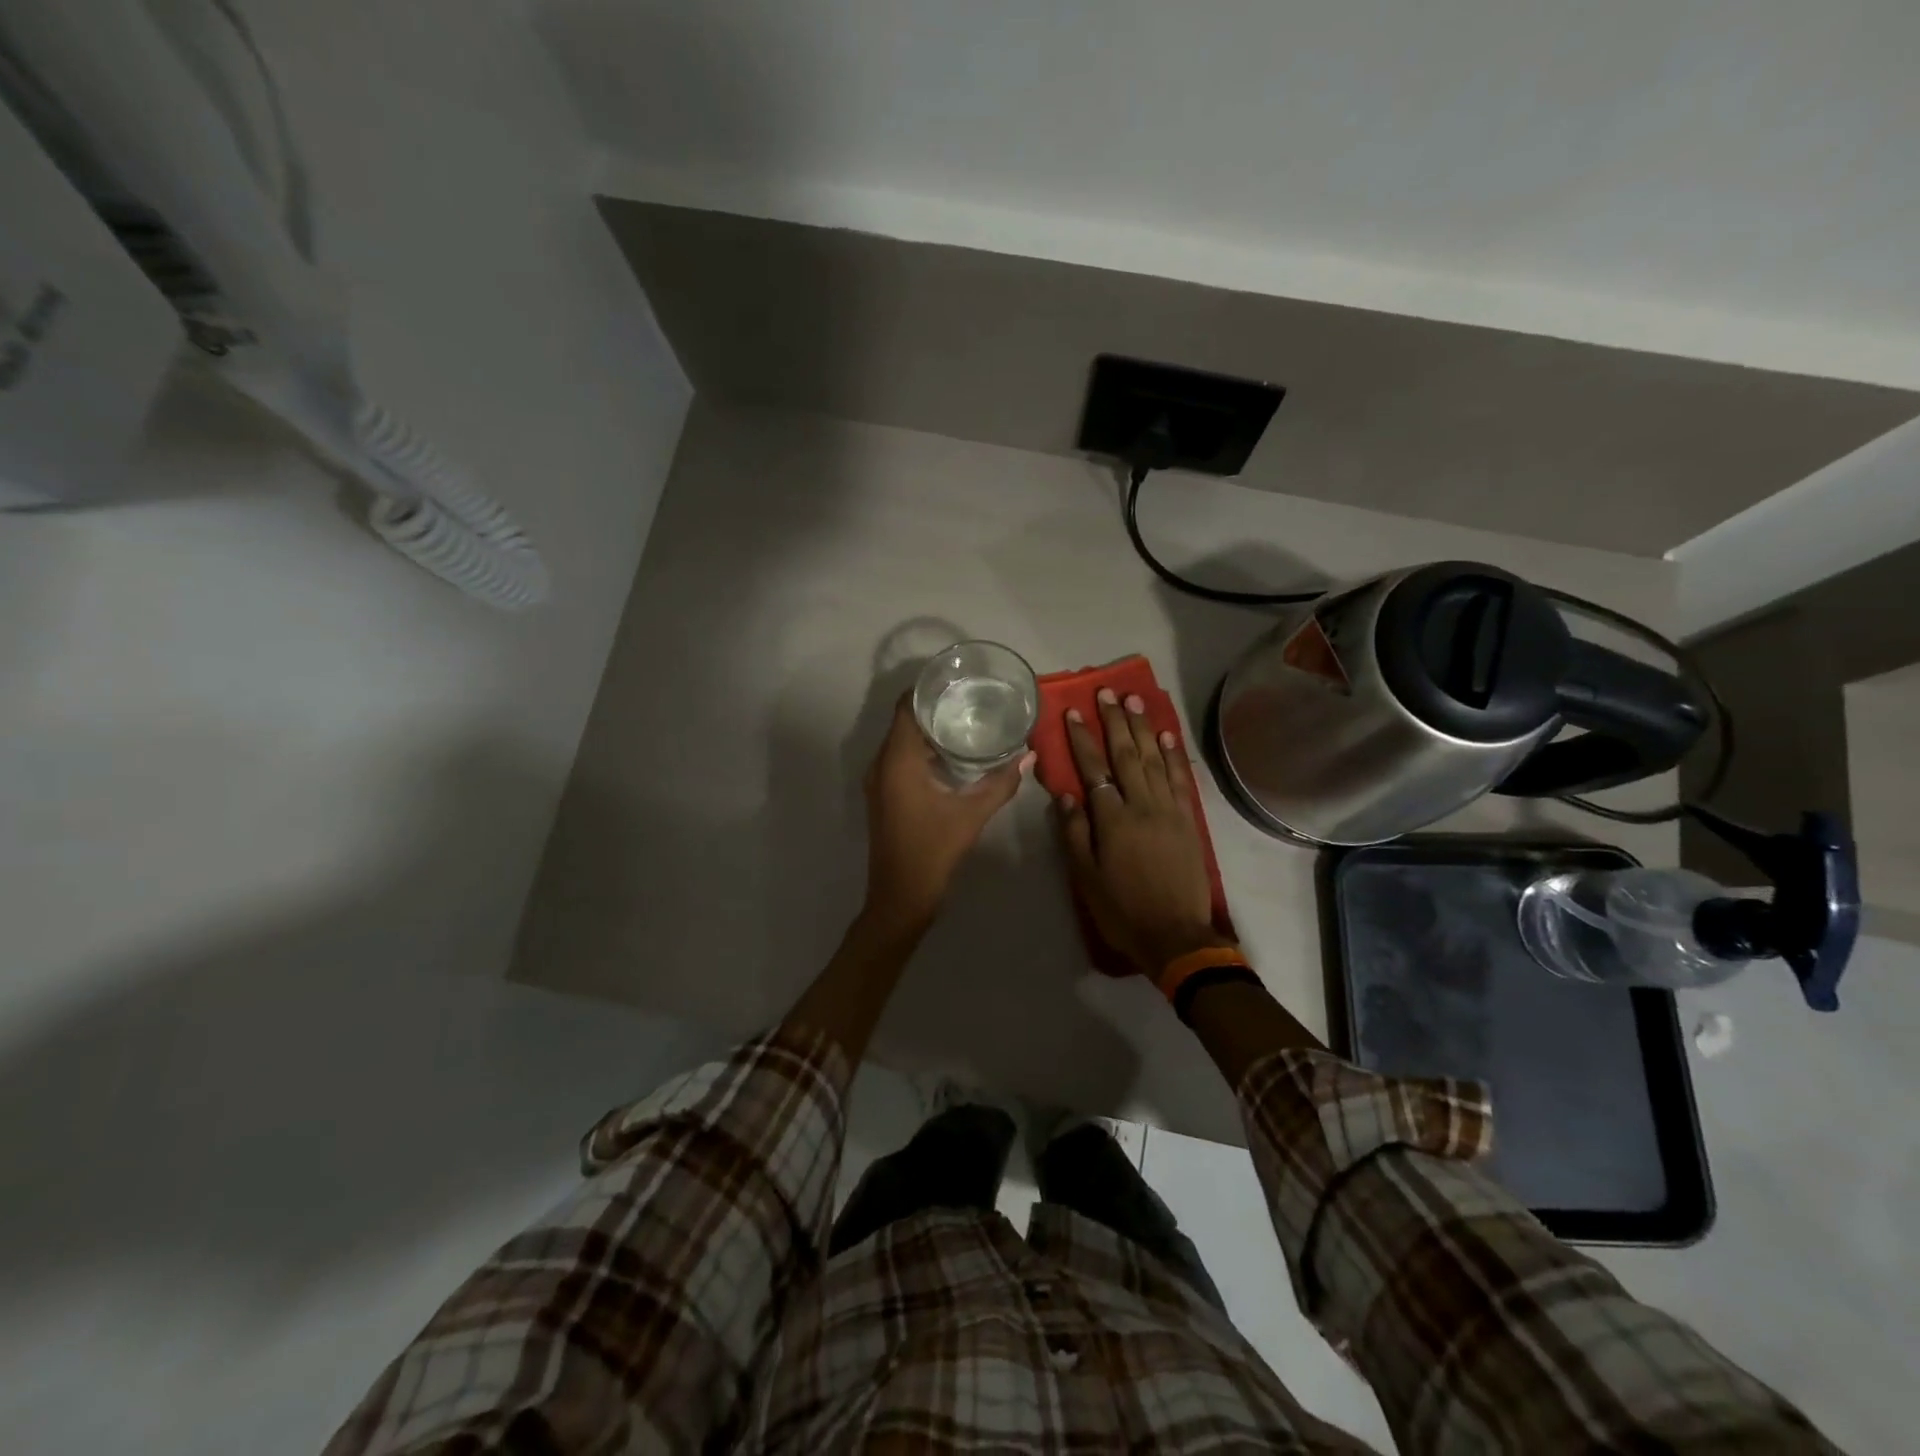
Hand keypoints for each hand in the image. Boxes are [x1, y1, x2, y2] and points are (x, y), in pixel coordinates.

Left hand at [862, 693, 1031, 933]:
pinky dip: (921, 749)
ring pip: (901, 740)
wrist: (900, 897)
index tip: (957, 679)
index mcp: (897, 760)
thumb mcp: (972, 815)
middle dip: (933, 706)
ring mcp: (878, 781)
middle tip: (970, 696)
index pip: (907, 707)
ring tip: (965, 718)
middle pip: (904, 720)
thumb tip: (1029, 754)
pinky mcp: (883, 795)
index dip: (928, 688)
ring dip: (928, 728)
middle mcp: (881, 764)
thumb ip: (1001, 783)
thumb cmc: (933, 851)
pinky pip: (900, 758)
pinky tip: (951, 753)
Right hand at [1055, 689, 1229, 975]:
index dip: (1082, 740)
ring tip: (1134, 701)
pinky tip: (1167, 736)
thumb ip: (1075, 832)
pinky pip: (1181, 780)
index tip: (1073, 713)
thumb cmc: (1121, 910)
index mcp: (1112, 820)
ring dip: (1144, 728)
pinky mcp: (1189, 820)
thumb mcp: (1086, 877)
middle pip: (1127, 755)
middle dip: (1115, 722)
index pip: (1094, 769)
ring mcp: (1169, 810)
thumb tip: (1066, 794)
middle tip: (1107, 693)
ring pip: (1155, 760)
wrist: (1175, 936)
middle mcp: (1142, 806)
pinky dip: (1174, 755)